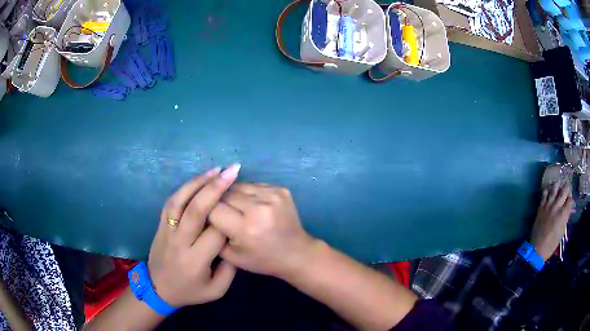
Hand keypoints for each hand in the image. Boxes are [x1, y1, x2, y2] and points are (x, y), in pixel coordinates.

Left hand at [147, 164, 240, 307]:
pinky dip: (184, 188)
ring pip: (180, 201)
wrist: (157, 289)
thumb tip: (235, 241)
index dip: (229, 219)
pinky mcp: (160, 225)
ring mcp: (167, 231)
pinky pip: (170, 202)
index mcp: (196, 261)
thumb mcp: (216, 290)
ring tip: (216, 170)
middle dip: (215, 188)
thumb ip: (230, 269)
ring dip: (198, 182)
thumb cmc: (190, 291)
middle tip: (232, 171)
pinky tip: (197, 179)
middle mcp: (180, 243)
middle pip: (196, 211)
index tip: (241, 209)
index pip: (215, 233)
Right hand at [208, 183, 315, 277]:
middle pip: (225, 194)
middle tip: (219, 211)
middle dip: (218, 201)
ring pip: (239, 186)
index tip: (205, 216)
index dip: (207, 211)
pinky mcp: (281, 190)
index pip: (213, 208)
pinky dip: (247, 193)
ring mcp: (273, 195)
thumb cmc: (262, 260)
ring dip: (232, 194)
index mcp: (246, 228)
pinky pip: (253, 185)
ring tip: (235, 207)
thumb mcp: (231, 256)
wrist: (296, 253)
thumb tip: (203, 214)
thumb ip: (212, 235)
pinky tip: (250, 204)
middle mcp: (259, 208)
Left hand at [531, 181, 573, 260]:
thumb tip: (570, 210)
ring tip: (559, 184)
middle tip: (567, 187)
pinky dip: (547, 190)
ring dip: (558, 185)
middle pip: (564, 191)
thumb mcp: (562, 232)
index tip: (571, 200)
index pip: (570, 200)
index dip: (571, 199)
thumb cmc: (551, 244)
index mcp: (563, 214)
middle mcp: (556, 207)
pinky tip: (549, 189)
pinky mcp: (540, 207)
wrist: (537, 249)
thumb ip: (566, 218)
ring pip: (554, 188)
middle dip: (567, 188)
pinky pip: (544, 194)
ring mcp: (548, 206)